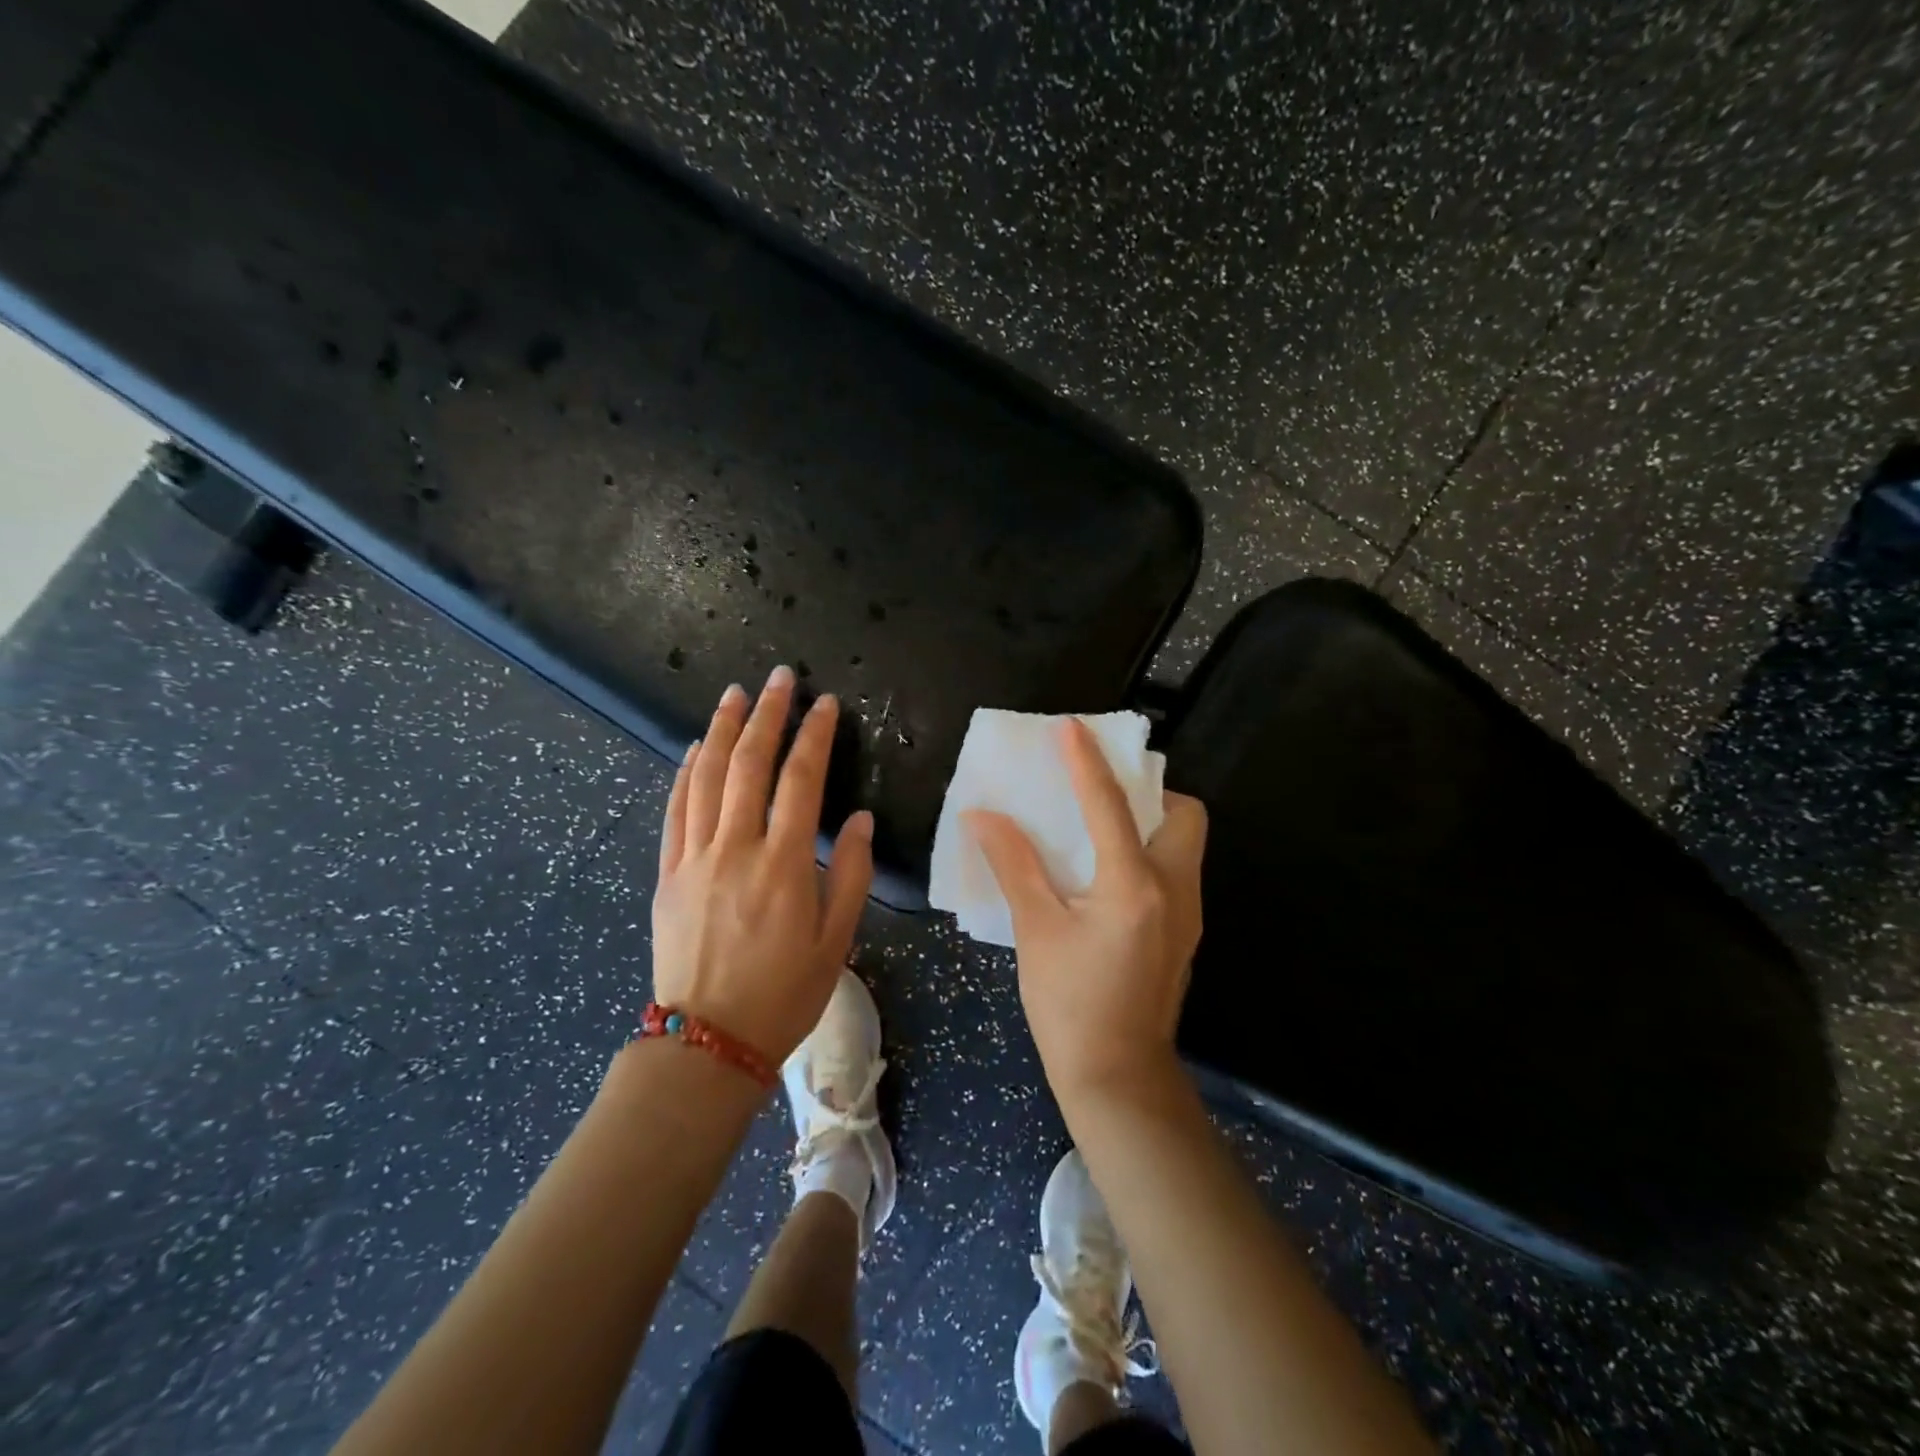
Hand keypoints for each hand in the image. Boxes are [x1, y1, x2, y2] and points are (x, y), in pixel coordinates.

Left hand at [652, 667, 873, 1067]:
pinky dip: (685, 773)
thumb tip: (857, 818)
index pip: (800, 782)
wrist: (707, 1042)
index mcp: (783, 866)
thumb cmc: (784, 993)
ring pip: (705, 778)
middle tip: (778, 678)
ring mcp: (694, 859)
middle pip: (749, 765)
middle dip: (766, 715)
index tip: (824, 704)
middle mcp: (735, 850)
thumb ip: (850, 874)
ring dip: (721, 730)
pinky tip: (694, 749)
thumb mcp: (836, 940)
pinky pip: (675, 810)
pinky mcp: (667, 874)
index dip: (813, 737)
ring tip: (734, 694)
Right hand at [964, 718, 1207, 1107]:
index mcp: (1134, 885)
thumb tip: (983, 816)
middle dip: (1148, 791)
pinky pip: (1175, 870)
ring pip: (1184, 842)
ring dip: (1149, 821)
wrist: (1118, 1077)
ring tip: (1099, 829)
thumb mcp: (1036, 930)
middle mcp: (1175, 889)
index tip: (1070, 728)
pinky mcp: (1185, 932)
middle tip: (1101, 796)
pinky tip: (1105, 875)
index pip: (1109, 805)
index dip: (1086, 761)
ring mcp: (1188, 913)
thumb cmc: (1069, 1005)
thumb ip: (1014, 865)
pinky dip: (1147, 853)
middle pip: (1182, 813)